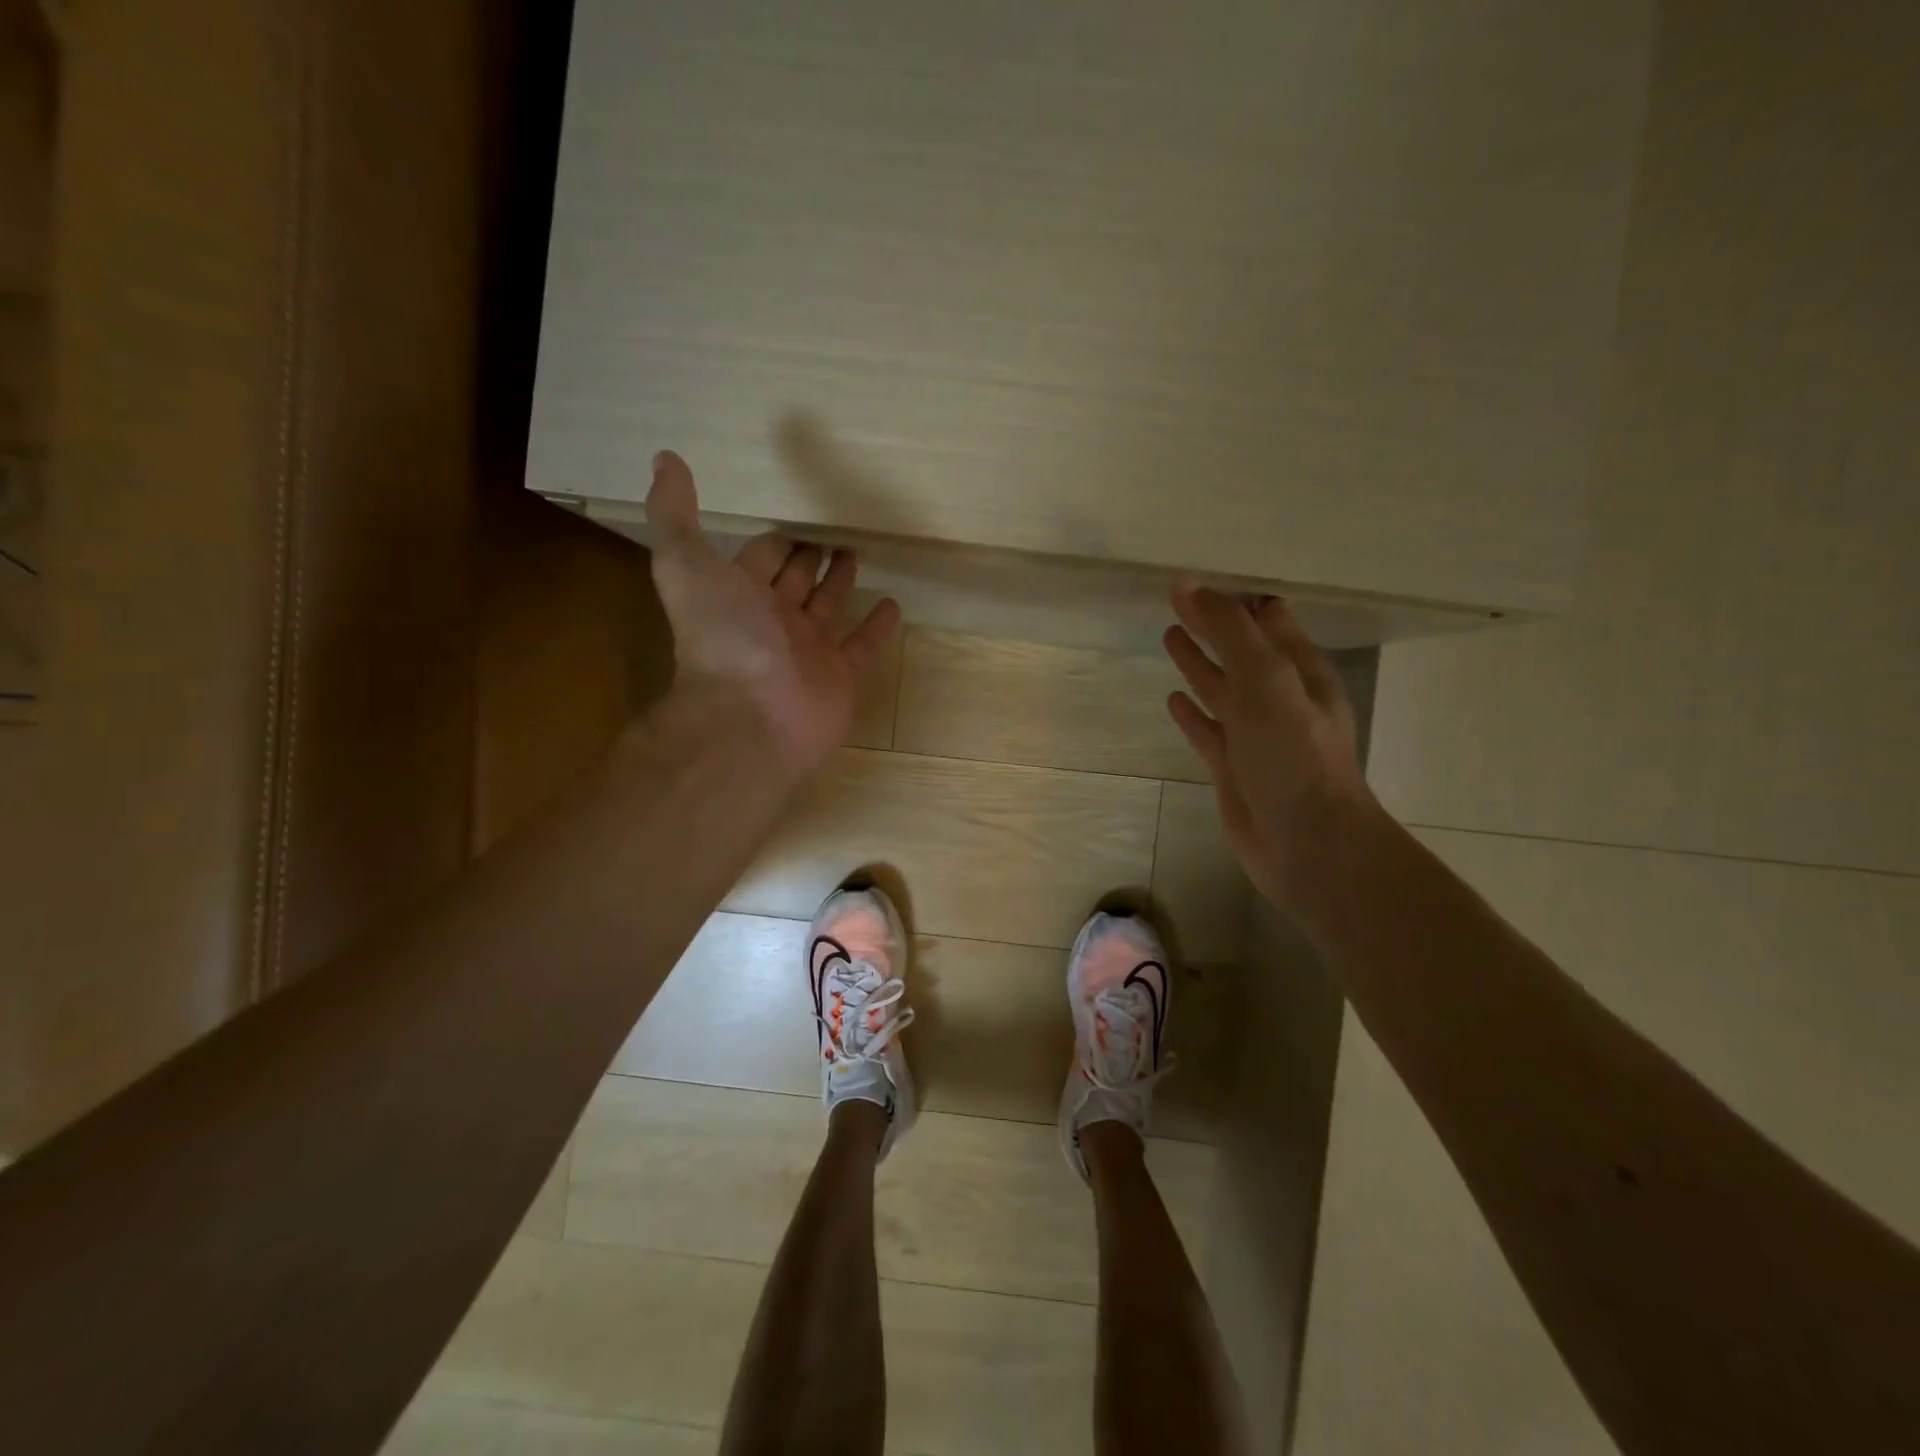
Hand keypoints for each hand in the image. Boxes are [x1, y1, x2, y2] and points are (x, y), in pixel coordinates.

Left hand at [645, 451, 899, 775]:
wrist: (752, 716)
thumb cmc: (723, 638)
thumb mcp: (686, 565)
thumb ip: (674, 515)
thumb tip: (664, 458)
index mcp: (739, 596)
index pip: (760, 558)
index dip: (774, 540)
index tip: (794, 518)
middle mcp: (773, 622)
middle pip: (795, 582)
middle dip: (810, 558)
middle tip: (833, 533)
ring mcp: (809, 652)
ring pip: (829, 609)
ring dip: (841, 583)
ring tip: (858, 554)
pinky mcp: (841, 677)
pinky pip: (862, 647)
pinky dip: (877, 628)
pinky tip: (893, 604)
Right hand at [1162, 582, 1376, 909]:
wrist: (1307, 842)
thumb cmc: (1294, 754)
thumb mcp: (1266, 679)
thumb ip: (1229, 631)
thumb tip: (1188, 584)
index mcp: (1300, 670)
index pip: (1268, 619)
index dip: (1239, 598)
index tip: (1204, 578)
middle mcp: (1279, 698)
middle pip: (1240, 650)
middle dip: (1215, 625)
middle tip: (1179, 600)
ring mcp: (1255, 735)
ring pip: (1222, 688)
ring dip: (1199, 663)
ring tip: (1171, 636)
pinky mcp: (1233, 767)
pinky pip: (1208, 730)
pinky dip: (1192, 713)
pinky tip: (1174, 698)